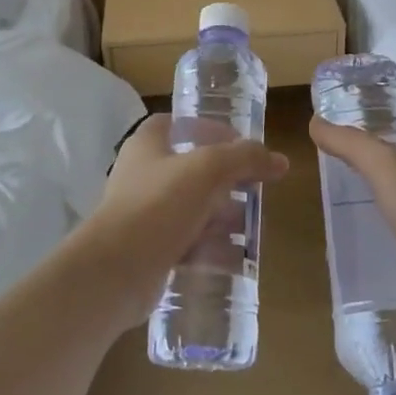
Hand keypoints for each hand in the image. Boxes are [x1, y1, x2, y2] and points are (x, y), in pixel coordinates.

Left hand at [65, 114, 287, 332]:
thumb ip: (245, 158)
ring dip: (221, 217)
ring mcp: (144, 214)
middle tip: (255, 190)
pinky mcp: (149, 250)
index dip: (208, 129)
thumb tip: (279, 160)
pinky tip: (236, 258)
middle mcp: (142, 175)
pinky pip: (187, 244)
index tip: (239, 143)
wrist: (116, 270)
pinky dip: (210, 248)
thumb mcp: (209, 170)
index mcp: (147, 145)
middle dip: (226, 180)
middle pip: (191, 169)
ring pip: (191, 209)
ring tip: (251, 228)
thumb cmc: (159, 204)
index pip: (177, 124)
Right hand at [308, 117, 395, 339]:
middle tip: (338, 174)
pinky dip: (392, 230)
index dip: (374, 132)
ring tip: (347, 206)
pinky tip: (370, 238)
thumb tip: (315, 122)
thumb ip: (349, 143)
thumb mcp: (383, 165)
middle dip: (375, 167)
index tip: (342, 143)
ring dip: (383, 199)